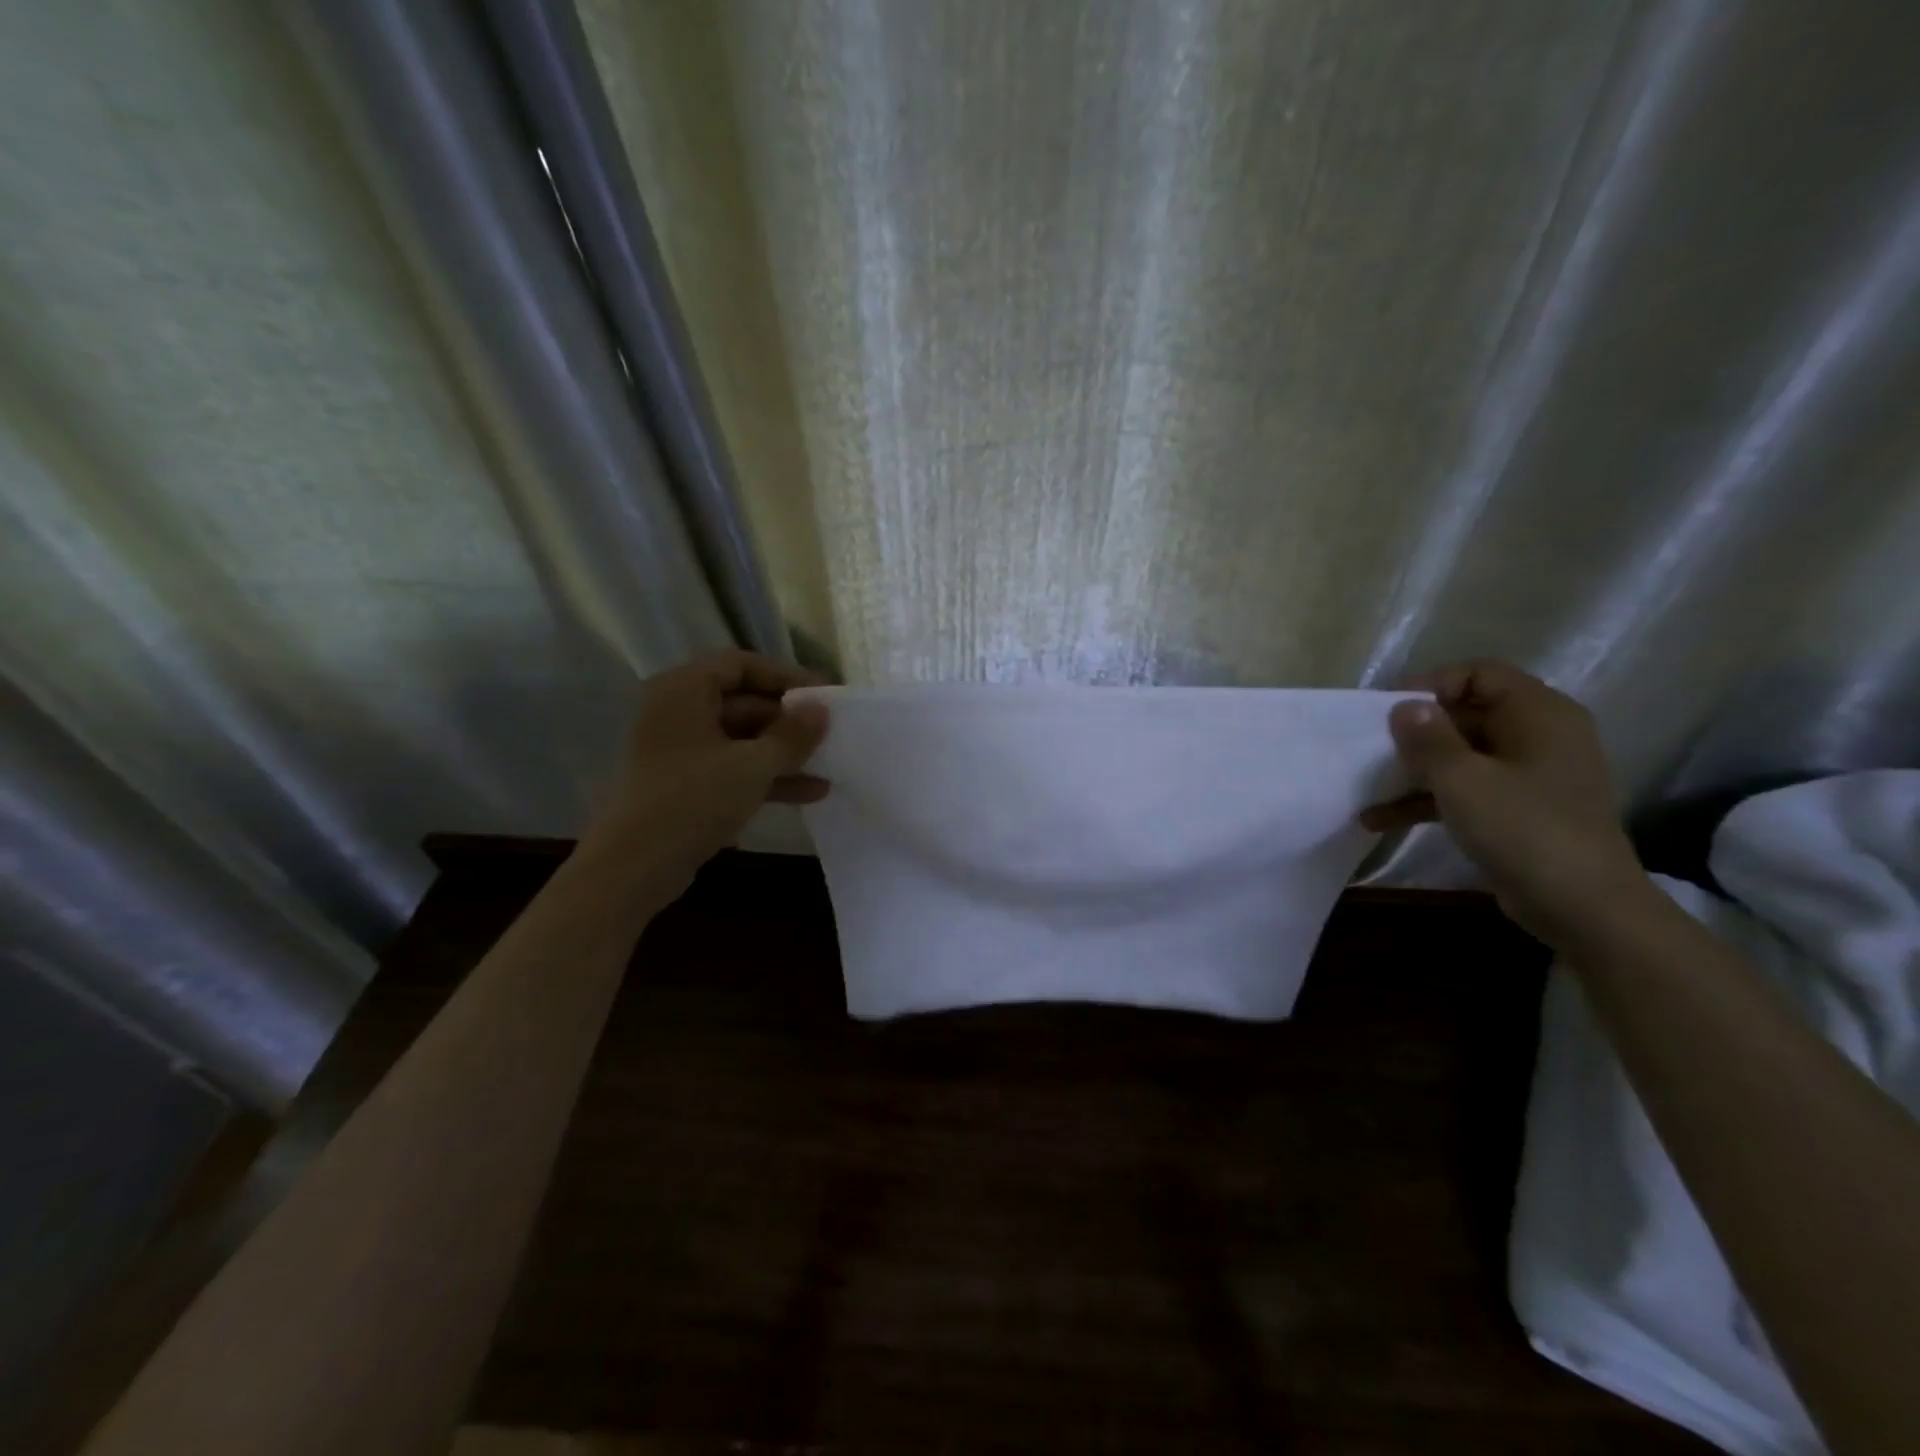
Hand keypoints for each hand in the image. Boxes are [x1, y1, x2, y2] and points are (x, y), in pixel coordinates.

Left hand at [579, 651, 831, 898]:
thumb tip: (821, 710)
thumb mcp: (753, 765)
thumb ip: (792, 735)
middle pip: (743, 702)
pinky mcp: (685, 784)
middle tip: (830, 733)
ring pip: (741, 739)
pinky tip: (809, 793)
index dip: (786, 677)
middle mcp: (678, 711)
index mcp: (685, 690)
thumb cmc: (693, 800)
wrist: (634, 866)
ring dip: (783, 752)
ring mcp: (680, 750)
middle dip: (789, 720)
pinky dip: (766, 776)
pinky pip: (732, 767)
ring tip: (829, 765)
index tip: (823, 696)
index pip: (742, 665)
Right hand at [1360, 660, 1652, 945]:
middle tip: (1373, 750)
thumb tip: (1404, 706)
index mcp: (1539, 714)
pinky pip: (1467, 789)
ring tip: (1368, 786)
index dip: (1431, 685)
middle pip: (1467, 714)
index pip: (1479, 673)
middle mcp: (1540, 736)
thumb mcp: (1462, 779)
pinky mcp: (1520, 810)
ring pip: (1462, 755)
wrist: (1585, 908)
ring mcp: (1531, 775)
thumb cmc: (1524, 829)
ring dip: (1415, 770)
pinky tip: (1379, 819)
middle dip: (1416, 732)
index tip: (1389, 711)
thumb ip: (1427, 738)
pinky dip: (1428, 799)